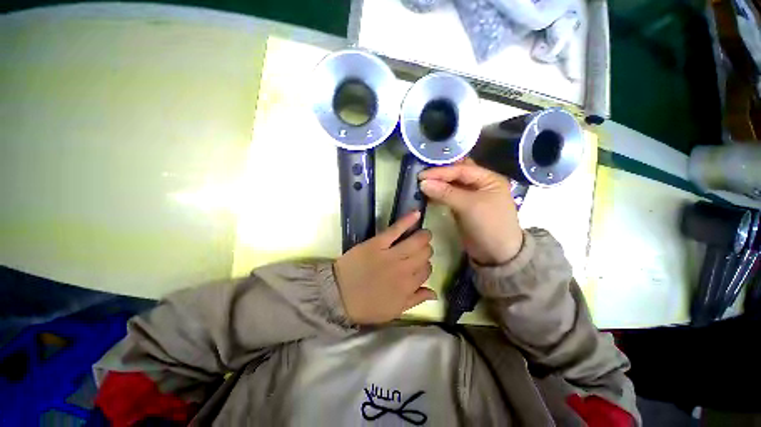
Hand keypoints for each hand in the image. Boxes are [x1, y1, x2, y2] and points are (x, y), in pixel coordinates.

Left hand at [334, 211, 436, 324]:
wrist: (339, 295)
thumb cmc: (366, 305)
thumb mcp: (394, 311)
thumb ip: (416, 300)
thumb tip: (435, 293)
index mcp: (408, 286)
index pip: (427, 271)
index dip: (426, 266)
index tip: (420, 264)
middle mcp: (404, 269)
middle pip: (424, 254)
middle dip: (426, 250)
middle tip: (420, 249)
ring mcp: (391, 255)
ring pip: (416, 241)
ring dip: (423, 236)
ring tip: (423, 233)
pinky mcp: (377, 243)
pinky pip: (396, 230)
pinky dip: (407, 220)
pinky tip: (416, 213)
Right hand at [419, 160, 522, 264]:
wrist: (497, 254)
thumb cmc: (489, 226)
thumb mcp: (469, 206)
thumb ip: (446, 193)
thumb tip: (423, 183)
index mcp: (488, 178)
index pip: (461, 169)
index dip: (441, 171)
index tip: (421, 175)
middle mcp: (480, 184)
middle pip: (456, 174)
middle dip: (439, 174)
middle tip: (421, 176)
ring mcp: (471, 196)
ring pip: (451, 185)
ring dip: (437, 184)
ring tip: (421, 184)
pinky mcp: (463, 206)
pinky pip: (449, 196)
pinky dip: (438, 194)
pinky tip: (428, 194)